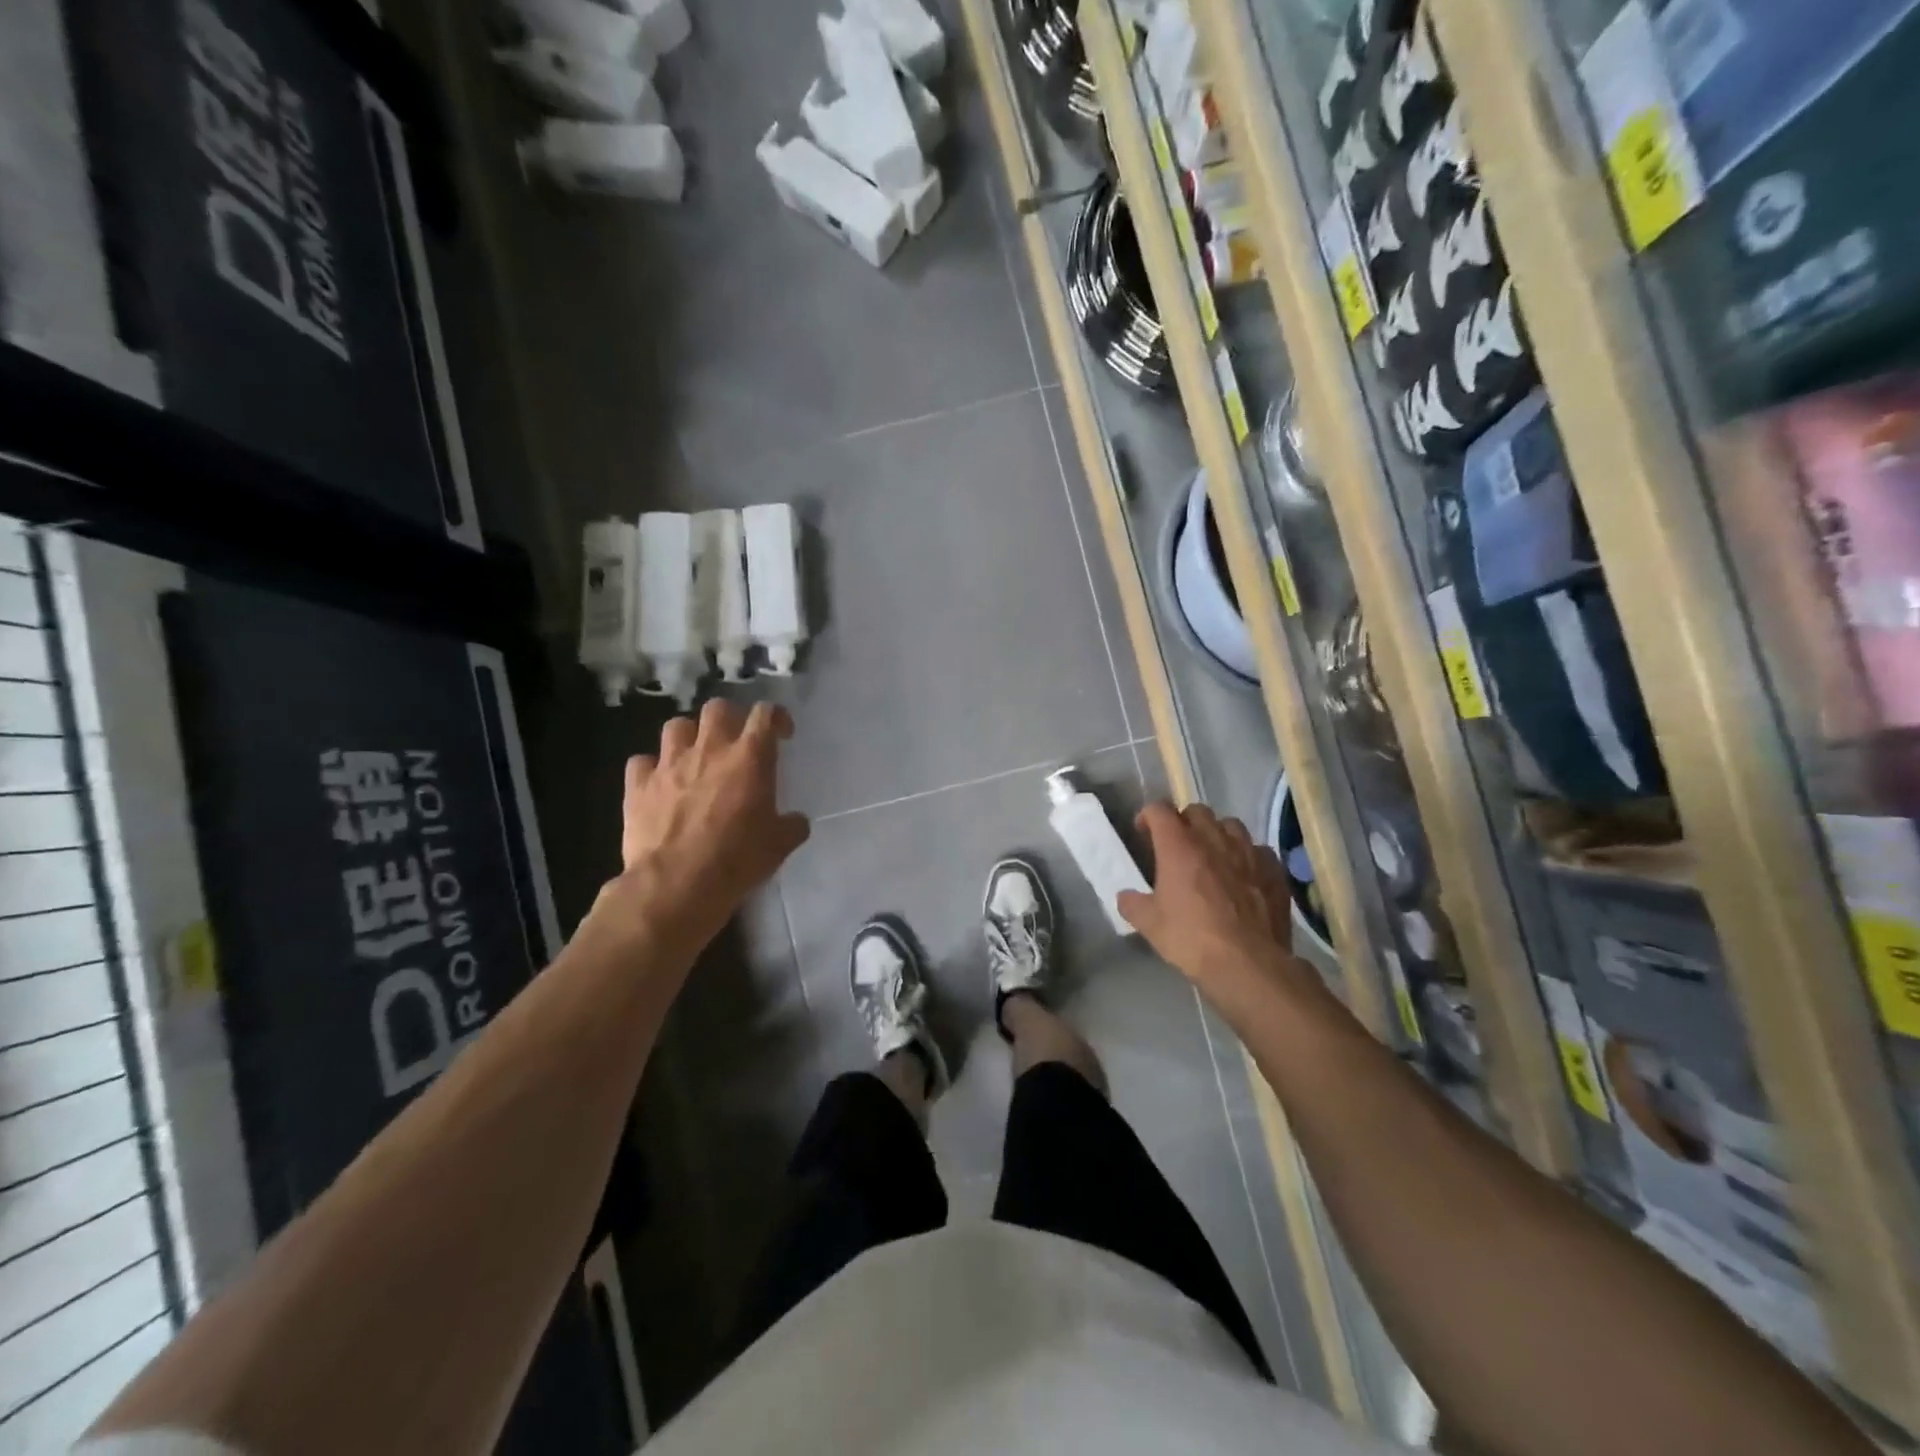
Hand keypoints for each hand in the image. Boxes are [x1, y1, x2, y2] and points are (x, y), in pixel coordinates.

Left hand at [588, 699, 809, 959]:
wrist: (677, 884)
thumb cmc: (737, 860)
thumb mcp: (779, 845)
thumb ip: (791, 825)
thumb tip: (795, 822)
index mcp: (750, 758)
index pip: (765, 714)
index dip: (776, 717)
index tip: (781, 735)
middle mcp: (709, 750)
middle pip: (718, 708)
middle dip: (729, 719)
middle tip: (735, 743)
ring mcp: (669, 764)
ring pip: (676, 726)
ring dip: (688, 737)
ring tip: (694, 757)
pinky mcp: (638, 785)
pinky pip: (642, 762)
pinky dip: (652, 769)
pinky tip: (659, 784)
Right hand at [1118, 803, 1308, 1003]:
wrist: (1248, 964)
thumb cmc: (1191, 939)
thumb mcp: (1149, 925)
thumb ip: (1133, 904)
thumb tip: (1126, 896)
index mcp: (1178, 845)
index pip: (1159, 810)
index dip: (1148, 817)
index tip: (1143, 833)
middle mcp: (1214, 839)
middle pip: (1196, 811)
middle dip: (1183, 822)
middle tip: (1177, 846)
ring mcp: (1248, 852)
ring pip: (1230, 825)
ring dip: (1217, 834)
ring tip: (1213, 857)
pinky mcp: (1273, 870)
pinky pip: (1258, 850)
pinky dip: (1246, 856)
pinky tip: (1243, 876)